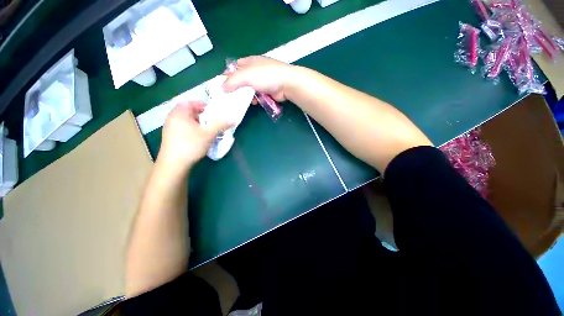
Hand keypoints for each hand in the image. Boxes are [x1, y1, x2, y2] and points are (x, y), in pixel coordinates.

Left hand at [158, 101, 230, 170]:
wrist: (174, 164)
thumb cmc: (191, 144)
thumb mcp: (209, 133)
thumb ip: (221, 124)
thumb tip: (233, 119)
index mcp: (179, 113)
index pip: (191, 103)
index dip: (203, 105)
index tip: (213, 111)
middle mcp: (172, 118)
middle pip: (189, 112)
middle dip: (203, 116)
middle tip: (213, 121)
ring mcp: (170, 129)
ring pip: (187, 122)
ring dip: (199, 124)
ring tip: (209, 131)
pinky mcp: (171, 138)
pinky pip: (184, 129)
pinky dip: (193, 130)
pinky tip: (200, 139)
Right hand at [223, 56, 295, 101]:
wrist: (287, 84)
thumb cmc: (266, 76)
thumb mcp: (246, 76)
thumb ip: (233, 81)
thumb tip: (222, 87)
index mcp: (250, 61)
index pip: (235, 66)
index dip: (228, 75)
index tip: (222, 85)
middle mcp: (256, 70)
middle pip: (242, 79)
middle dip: (237, 88)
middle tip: (231, 97)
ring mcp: (264, 81)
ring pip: (250, 89)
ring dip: (247, 95)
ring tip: (242, 101)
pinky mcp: (269, 90)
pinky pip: (259, 95)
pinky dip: (256, 99)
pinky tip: (255, 103)